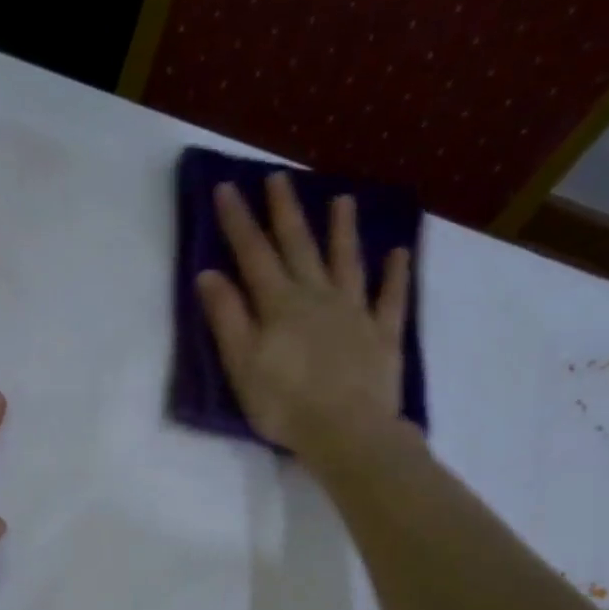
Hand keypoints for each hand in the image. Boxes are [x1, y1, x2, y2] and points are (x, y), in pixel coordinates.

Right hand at [195, 173, 412, 459]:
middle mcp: (318, 297)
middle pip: (300, 247)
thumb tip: (209, 274)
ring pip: (347, 262)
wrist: (346, 432)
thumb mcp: (242, 365)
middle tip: (279, 177)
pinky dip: (395, 274)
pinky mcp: (382, 335)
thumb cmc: (284, 404)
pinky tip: (398, 253)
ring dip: (343, 230)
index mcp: (280, 305)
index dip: (239, 222)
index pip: (254, 255)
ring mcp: (355, 313)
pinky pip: (391, 298)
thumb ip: (227, 318)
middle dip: (285, 212)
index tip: (227, 188)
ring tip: (342, 199)